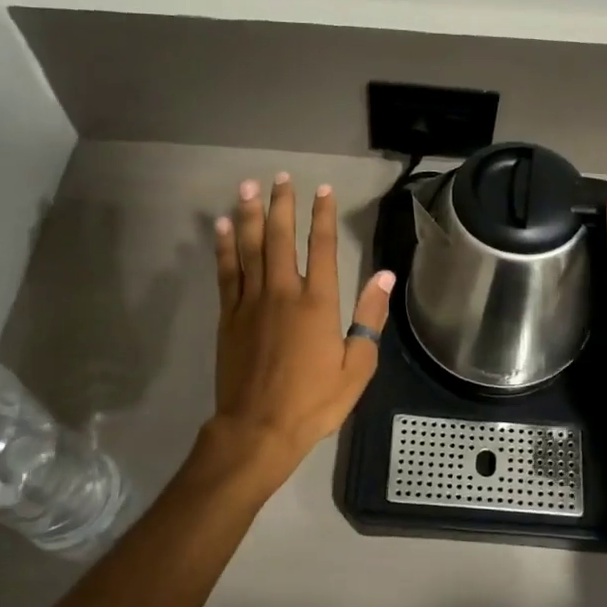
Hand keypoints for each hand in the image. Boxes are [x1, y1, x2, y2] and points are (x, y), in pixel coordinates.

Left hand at [208, 173, 394, 490]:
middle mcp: (283, 292)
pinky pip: (226, 272)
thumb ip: (369, 319)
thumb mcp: (357, 367)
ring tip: (247, 186)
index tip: (322, 190)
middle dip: (281, 204)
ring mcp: (251, 302)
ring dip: (248, 214)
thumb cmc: (314, 401)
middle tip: (281, 177)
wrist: (258, 429)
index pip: (321, 247)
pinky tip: (221, 226)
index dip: (322, 216)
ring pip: (249, 247)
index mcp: (318, 304)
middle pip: (279, 238)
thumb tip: (385, 277)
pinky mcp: (229, 316)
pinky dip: (223, 247)